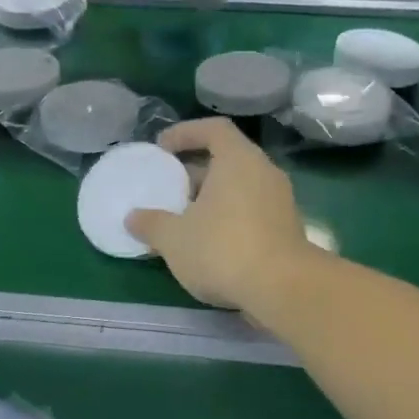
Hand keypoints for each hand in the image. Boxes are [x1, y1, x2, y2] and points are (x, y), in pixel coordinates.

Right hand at [126, 118, 313, 311]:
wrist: (282, 289)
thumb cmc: (222, 249)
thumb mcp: (174, 238)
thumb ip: (151, 223)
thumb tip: (132, 218)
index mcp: (238, 160)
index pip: (213, 129)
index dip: (185, 133)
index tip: (161, 147)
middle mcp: (264, 173)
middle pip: (226, 160)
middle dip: (195, 173)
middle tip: (168, 189)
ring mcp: (279, 202)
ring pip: (239, 189)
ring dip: (210, 199)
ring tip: (182, 220)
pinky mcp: (286, 230)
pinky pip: (251, 212)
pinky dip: (227, 219)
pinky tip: (207, 244)